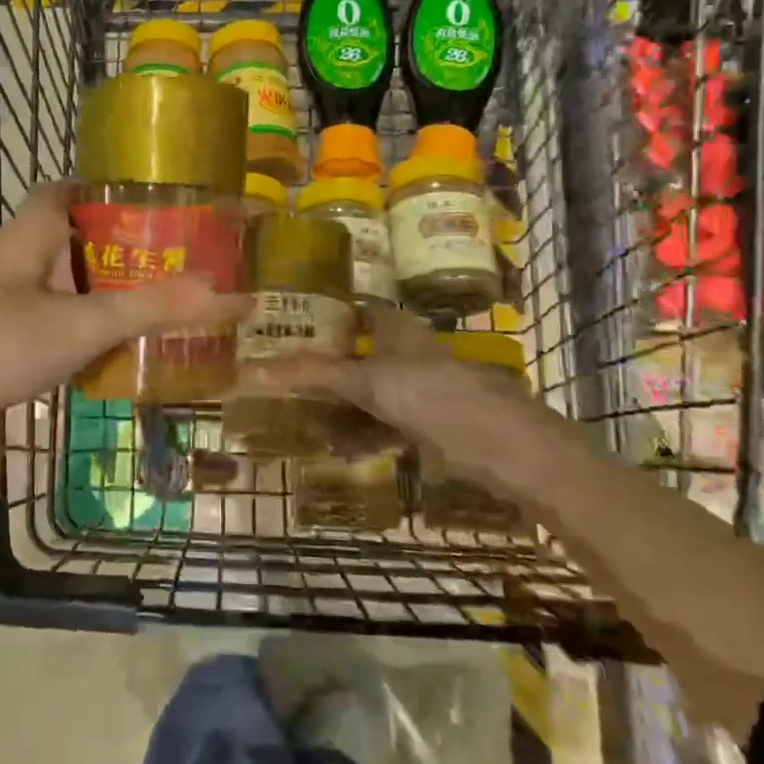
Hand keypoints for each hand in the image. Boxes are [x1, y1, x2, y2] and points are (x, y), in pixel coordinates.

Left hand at [0, 182, 252, 465]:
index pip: (67, 191)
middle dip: (124, 253)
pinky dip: (89, 343)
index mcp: (32, 236)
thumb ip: (151, 308)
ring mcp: (9, 310)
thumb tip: (229, 292)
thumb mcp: (80, 321)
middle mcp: (20, 265)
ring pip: (70, 296)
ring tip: (169, 312)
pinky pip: (58, 337)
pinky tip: (126, 360)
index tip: (157, 201)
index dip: (106, 189)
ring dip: (110, 303)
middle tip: (182, 265)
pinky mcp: (4, 352)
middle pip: (77, 246)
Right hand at [262, 306, 571, 497]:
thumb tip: (257, 368)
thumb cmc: (433, 397)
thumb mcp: (368, 383)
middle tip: (292, 387)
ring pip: (374, 393)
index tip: (291, 330)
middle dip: (328, 372)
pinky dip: (367, 435)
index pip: (354, 311)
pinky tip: (346, 452)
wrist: (507, 448)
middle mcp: (409, 351)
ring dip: (344, 410)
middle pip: (360, 355)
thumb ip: (316, 374)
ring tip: (311, 426)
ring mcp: (423, 388)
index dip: (325, 317)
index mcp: (397, 328)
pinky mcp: (435, 423)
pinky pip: (389, 424)